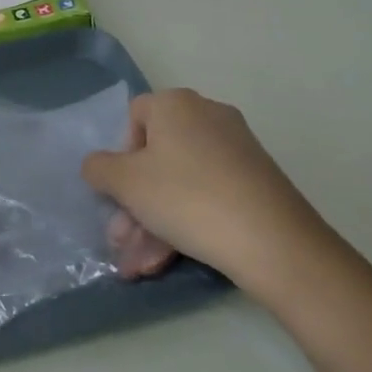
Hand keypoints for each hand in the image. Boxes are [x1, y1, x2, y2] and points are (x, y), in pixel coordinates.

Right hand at [84, 89, 340, 299]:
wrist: (273, 242)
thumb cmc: (187, 197)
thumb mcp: (126, 183)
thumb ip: (99, 169)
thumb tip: (98, 166)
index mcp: (175, 104)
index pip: (134, 117)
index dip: (120, 155)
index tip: (120, 191)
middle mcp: (207, 116)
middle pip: (156, 158)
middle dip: (134, 204)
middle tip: (122, 241)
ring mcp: (236, 149)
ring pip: (180, 183)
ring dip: (154, 223)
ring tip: (140, 267)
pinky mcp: (256, 181)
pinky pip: (207, 195)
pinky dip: (186, 223)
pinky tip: (167, 261)